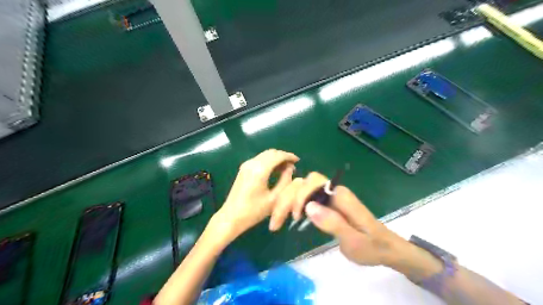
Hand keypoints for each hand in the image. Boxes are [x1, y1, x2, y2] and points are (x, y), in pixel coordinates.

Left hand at [209, 149, 298, 242]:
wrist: (231, 217)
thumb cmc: (254, 211)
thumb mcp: (274, 198)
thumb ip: (285, 181)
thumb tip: (290, 168)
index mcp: (260, 170)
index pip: (278, 156)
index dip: (289, 156)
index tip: (298, 161)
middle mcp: (252, 163)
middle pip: (271, 152)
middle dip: (283, 156)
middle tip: (293, 166)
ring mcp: (246, 165)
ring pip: (265, 155)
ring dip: (276, 158)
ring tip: (285, 169)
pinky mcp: (243, 169)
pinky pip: (259, 159)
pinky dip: (268, 161)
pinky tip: (274, 171)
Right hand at [272, 172, 411, 266]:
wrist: (384, 247)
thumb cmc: (371, 246)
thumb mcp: (353, 241)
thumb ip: (333, 223)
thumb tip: (308, 206)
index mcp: (341, 196)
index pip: (313, 183)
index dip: (300, 196)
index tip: (296, 217)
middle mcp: (333, 191)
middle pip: (304, 184)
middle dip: (288, 198)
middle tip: (277, 222)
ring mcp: (329, 196)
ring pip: (302, 189)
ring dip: (287, 201)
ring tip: (278, 221)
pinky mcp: (327, 204)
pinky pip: (305, 198)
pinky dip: (293, 205)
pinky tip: (289, 217)